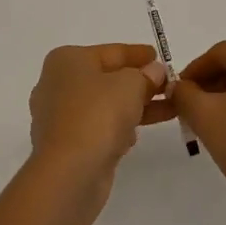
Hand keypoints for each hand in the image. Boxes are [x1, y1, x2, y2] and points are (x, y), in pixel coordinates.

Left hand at [28, 44, 170, 190]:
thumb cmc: (98, 114)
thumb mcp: (130, 85)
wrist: (70, 172)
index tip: (160, 57)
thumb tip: (155, 71)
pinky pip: (98, 129)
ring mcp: (59, 117)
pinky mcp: (65, 146)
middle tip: (168, 85)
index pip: (110, 52)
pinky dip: (117, 129)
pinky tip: (136, 136)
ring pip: (104, 105)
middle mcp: (57, 85)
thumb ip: (146, 74)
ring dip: (134, 107)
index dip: (138, 54)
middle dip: (139, 82)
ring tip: (167, 109)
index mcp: (67, 61)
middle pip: (106, 78)